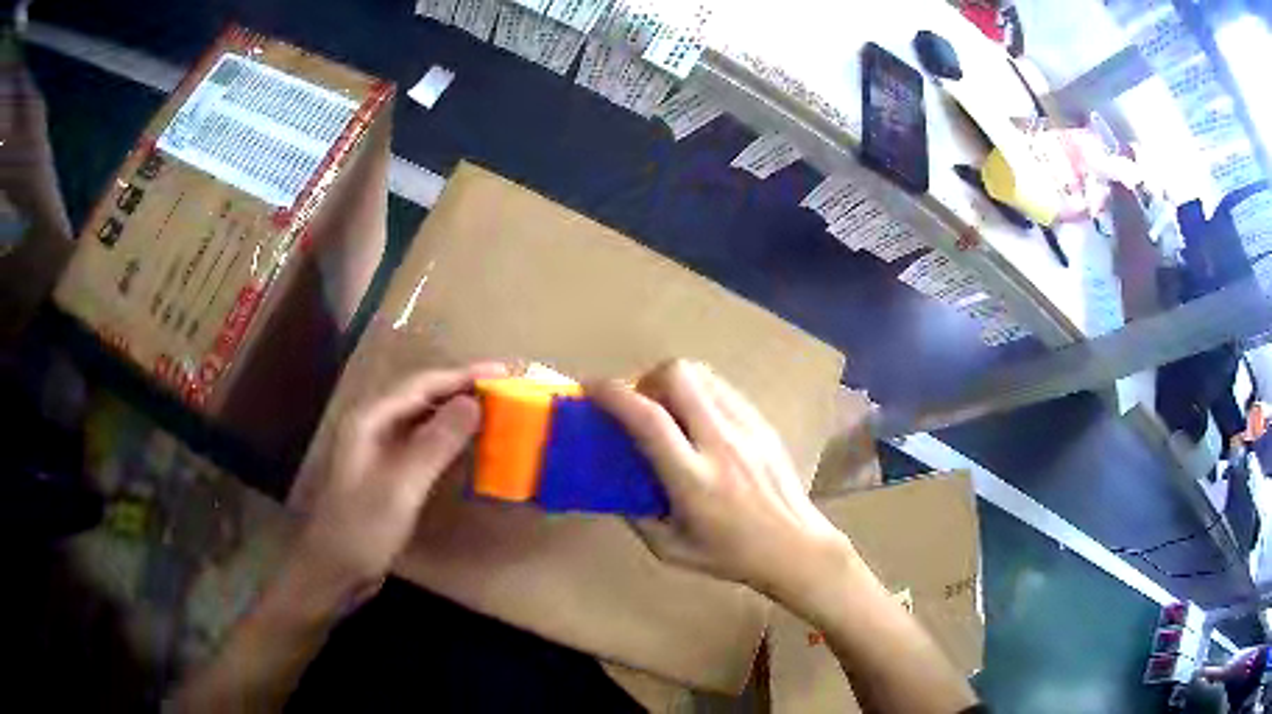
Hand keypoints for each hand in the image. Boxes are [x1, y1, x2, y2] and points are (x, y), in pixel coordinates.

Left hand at [293, 363, 506, 608]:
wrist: (333, 571)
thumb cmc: (362, 529)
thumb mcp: (401, 487)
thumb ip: (435, 443)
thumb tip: (473, 403)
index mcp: (369, 419)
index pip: (420, 385)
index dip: (461, 375)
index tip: (502, 371)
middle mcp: (372, 425)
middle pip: (421, 395)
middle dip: (461, 387)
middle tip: (504, 388)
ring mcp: (378, 448)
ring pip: (422, 418)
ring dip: (455, 410)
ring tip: (494, 408)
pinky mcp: (387, 471)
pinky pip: (421, 441)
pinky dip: (447, 436)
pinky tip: (468, 443)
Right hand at [592, 360, 848, 599]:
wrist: (796, 547)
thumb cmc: (732, 555)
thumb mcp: (671, 550)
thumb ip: (636, 516)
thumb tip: (613, 486)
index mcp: (693, 478)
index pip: (648, 419)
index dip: (613, 395)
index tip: (591, 388)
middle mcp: (720, 442)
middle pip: (678, 375)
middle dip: (647, 378)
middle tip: (640, 405)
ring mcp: (747, 427)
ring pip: (703, 374)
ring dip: (675, 383)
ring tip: (670, 410)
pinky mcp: (763, 423)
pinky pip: (724, 388)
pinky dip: (701, 393)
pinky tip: (701, 421)